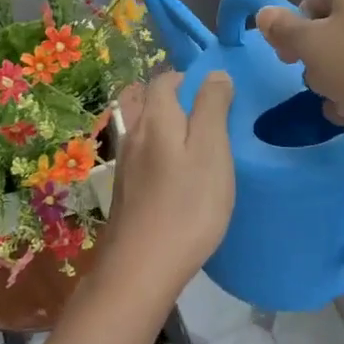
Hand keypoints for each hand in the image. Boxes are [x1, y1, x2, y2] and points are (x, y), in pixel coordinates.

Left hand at [98, 71, 235, 301]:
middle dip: (180, 104)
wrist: (141, 269)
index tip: (218, 96)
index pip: (164, 79)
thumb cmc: (187, 205)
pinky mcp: (127, 193)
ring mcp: (126, 166)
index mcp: (155, 119)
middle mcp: (134, 135)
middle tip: (214, 124)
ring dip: (172, 132)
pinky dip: (164, 158)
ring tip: (202, 151)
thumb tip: (214, 74)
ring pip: (149, 133)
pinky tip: (182, 181)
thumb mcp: (211, 150)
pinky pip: (146, 159)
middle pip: (152, 104)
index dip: (189, 79)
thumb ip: (212, 107)